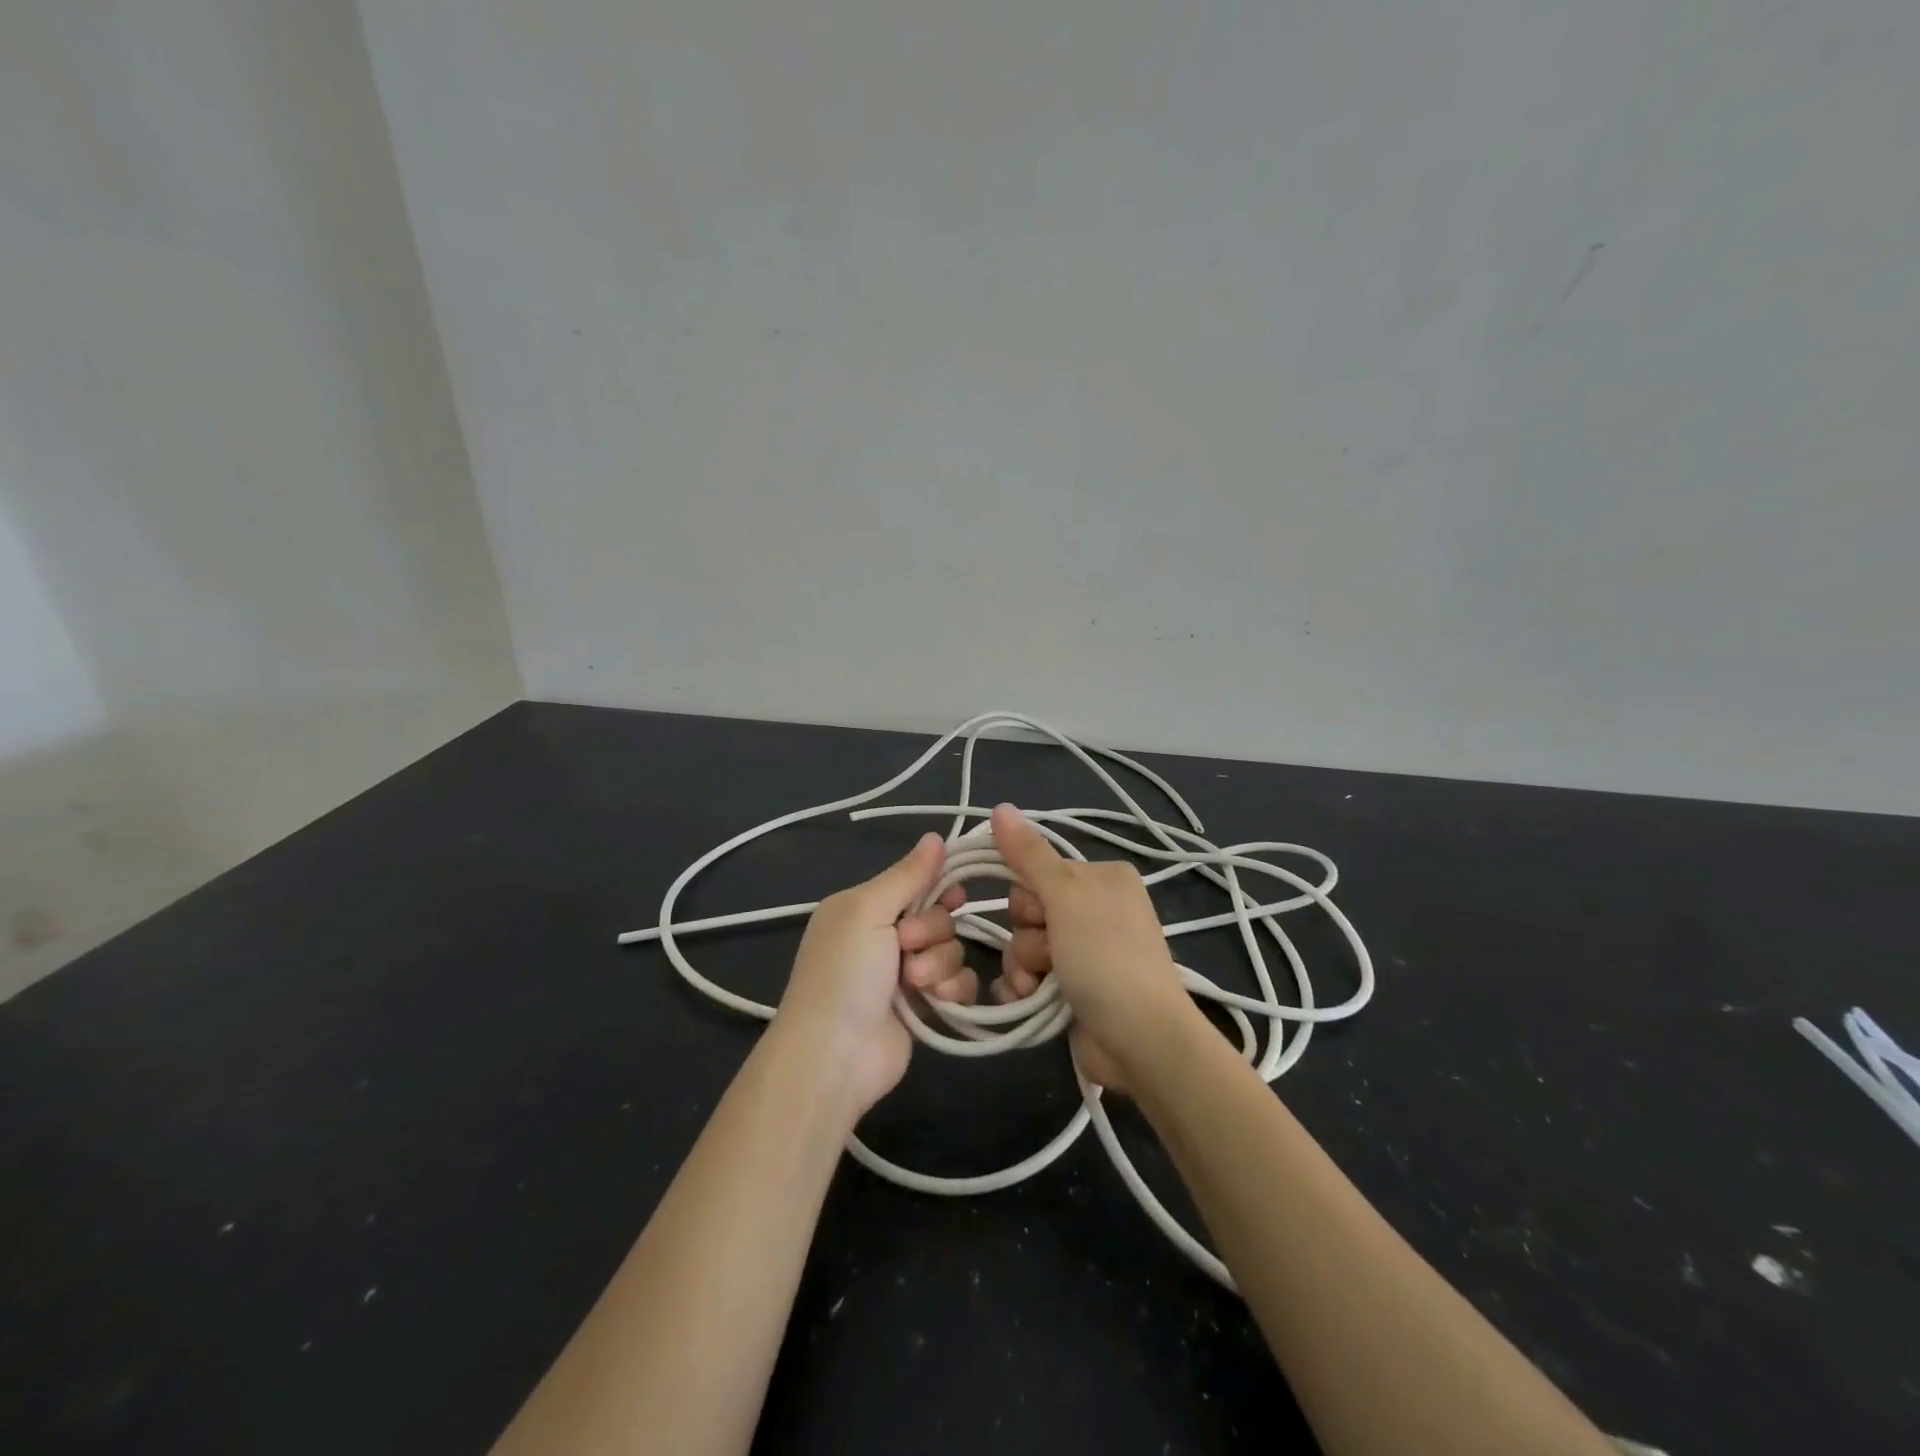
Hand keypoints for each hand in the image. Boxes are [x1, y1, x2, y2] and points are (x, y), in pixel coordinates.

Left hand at [773, 833, 972, 1113]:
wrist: (833, 1056)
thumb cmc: (844, 973)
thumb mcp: (867, 911)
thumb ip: (906, 875)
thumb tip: (935, 836)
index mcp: (863, 906)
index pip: (915, 881)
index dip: (939, 885)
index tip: (955, 894)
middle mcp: (884, 935)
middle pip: (939, 915)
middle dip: (932, 931)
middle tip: (906, 946)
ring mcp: (904, 973)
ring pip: (952, 949)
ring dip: (939, 963)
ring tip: (913, 984)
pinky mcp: (924, 1006)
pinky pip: (959, 983)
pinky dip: (952, 989)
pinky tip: (937, 1001)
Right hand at [990, 804, 1194, 1090]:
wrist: (1140, 1039)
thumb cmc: (1105, 956)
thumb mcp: (1066, 895)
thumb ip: (1029, 854)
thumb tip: (1000, 807)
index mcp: (1102, 878)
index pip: (1039, 869)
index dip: (1029, 894)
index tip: (1040, 913)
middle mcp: (1095, 910)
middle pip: (1027, 909)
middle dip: (1026, 935)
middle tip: (1050, 952)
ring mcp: (1085, 952)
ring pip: (1023, 944)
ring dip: (1024, 965)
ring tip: (1042, 985)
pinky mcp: (1072, 988)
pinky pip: (1028, 974)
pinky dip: (1023, 987)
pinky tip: (1028, 1000)